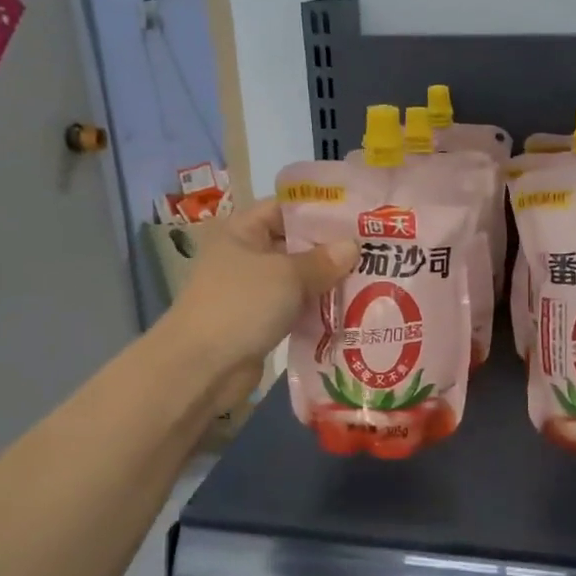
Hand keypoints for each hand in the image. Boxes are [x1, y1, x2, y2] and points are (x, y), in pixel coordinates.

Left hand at [163, 199, 356, 403]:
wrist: (201, 368)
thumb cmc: (241, 305)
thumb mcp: (287, 275)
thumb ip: (322, 260)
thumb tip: (353, 246)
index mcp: (242, 231)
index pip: (285, 208)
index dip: (319, 209)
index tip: (358, 216)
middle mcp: (246, 256)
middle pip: (295, 244)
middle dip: (331, 249)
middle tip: (375, 250)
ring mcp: (253, 291)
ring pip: (299, 279)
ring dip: (328, 282)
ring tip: (372, 279)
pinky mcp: (261, 322)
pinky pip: (296, 308)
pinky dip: (318, 309)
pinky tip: (352, 310)